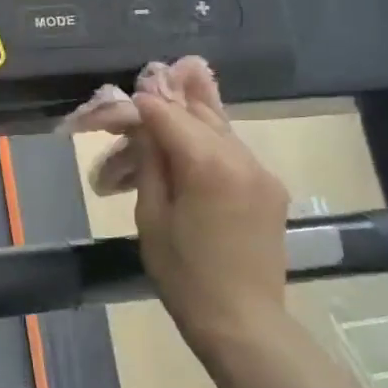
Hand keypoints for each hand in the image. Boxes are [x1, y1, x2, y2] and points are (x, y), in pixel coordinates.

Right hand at [132, 72, 290, 358]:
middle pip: (201, 111)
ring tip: (185, 73)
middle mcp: (240, 158)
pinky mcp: (268, 187)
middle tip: (157, 65)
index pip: (167, 115)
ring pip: (221, 128)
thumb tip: (141, 122)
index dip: (140, 103)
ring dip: (194, 111)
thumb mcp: (151, 217)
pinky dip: (210, 137)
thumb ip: (149, 162)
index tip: (118, 98)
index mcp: (207, 165)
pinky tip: (197, 129)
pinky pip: (233, 150)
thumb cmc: (184, 274)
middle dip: (175, 92)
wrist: (243, 322)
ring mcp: (260, 171)